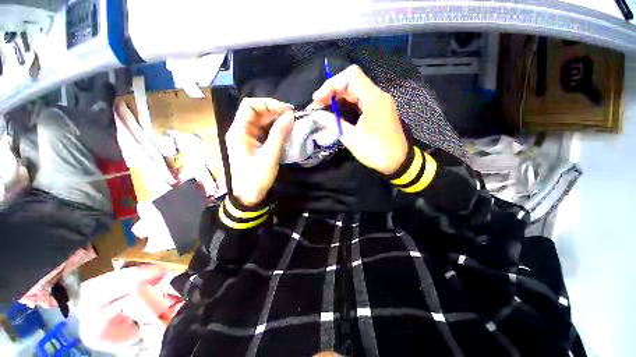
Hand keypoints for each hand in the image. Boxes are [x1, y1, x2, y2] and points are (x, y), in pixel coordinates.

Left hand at [226, 98, 293, 205]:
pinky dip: (275, 129)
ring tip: (292, 122)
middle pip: (257, 112)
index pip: (249, 106)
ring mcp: (248, 137)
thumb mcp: (270, 155)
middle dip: (275, 111)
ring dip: (276, 120)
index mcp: (239, 131)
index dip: (268, 103)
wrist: (249, 196)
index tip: (286, 110)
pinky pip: (265, 131)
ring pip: (262, 121)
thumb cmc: (256, 177)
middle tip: (293, 116)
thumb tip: (290, 115)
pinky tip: (286, 131)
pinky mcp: (254, 144)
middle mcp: (241, 131)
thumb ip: (279, 134)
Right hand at [312, 65, 407, 174]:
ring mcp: (380, 102)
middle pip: (353, 81)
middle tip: (318, 105)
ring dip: (339, 96)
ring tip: (324, 107)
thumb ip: (333, 123)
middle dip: (333, 91)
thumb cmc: (375, 151)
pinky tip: (338, 111)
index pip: (351, 76)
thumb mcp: (351, 138)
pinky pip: (361, 99)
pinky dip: (347, 102)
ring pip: (356, 90)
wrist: (398, 162)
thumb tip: (316, 115)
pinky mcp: (380, 109)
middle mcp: (378, 95)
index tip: (318, 99)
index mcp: (373, 99)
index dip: (331, 84)